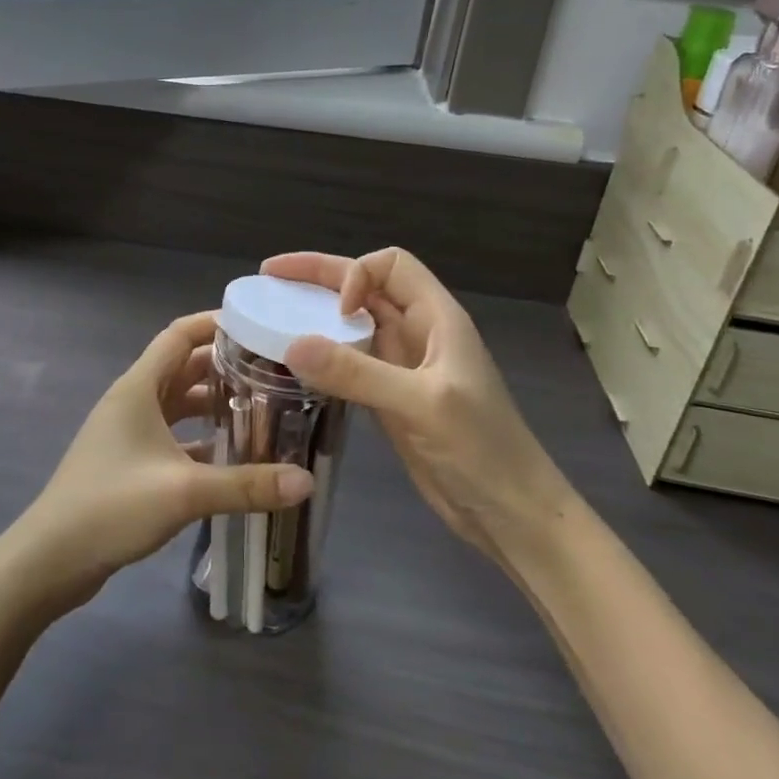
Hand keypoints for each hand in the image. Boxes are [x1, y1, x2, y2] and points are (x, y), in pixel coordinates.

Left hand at [8, 311, 313, 614]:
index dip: (216, 324)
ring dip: (214, 402)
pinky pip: (172, 434)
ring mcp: (128, 431)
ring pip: (178, 403)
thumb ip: (247, 485)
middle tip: (274, 371)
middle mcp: (132, 400)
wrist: (50, 559)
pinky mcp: (128, 461)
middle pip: (183, 367)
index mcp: (138, 387)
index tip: (258, 326)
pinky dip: (200, 437)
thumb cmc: (111, 507)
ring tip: (262, 409)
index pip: (180, 335)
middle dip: (226, 365)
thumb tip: (307, 480)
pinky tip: (232, 455)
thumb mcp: (184, 492)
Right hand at [263, 249, 569, 560]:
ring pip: (353, 326)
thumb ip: (357, 373)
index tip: (333, 312)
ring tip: (270, 319)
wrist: (510, 514)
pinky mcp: (389, 399)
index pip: (390, 265)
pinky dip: (321, 359)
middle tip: (268, 278)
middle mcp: (417, 334)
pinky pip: (349, 364)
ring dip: (316, 318)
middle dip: (319, 279)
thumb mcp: (420, 404)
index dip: (356, 275)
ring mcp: (402, 368)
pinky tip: (293, 368)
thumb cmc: (481, 450)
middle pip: (366, 287)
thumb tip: (291, 344)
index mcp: (437, 318)